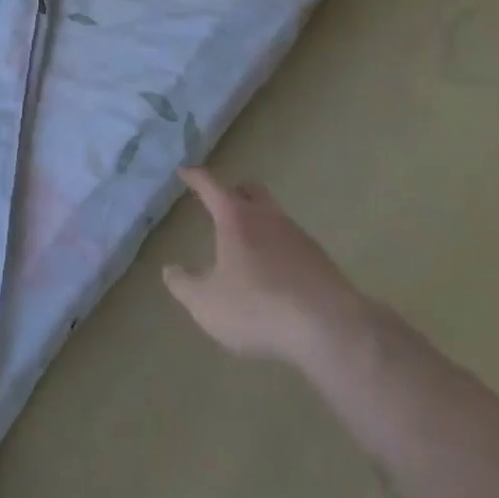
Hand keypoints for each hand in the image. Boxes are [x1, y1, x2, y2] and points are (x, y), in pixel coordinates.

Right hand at [163, 168, 365, 367]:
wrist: (327, 327)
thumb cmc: (257, 307)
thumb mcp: (205, 303)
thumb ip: (183, 285)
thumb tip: (170, 270)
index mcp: (235, 218)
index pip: (211, 186)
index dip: (195, 177)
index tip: (184, 170)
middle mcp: (267, 217)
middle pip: (250, 190)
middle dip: (233, 191)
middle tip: (220, 203)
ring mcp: (297, 235)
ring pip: (272, 215)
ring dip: (257, 222)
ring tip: (245, 247)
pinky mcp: (318, 258)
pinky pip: (290, 241)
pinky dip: (276, 248)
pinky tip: (272, 275)